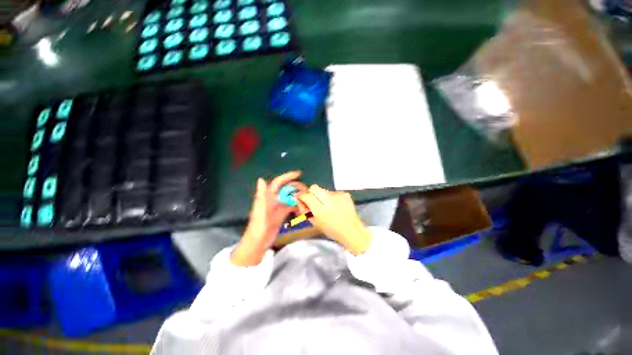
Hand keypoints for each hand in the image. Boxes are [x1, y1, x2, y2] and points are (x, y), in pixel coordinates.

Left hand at [230, 171, 305, 266]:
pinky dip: (297, 206)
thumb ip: (261, 195)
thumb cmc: (257, 226)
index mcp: (267, 197)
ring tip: (307, 198)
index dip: (287, 176)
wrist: (258, 242)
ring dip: (298, 197)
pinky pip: (291, 207)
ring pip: (290, 198)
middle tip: (306, 190)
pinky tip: (303, 208)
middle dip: (296, 188)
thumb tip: (261, 179)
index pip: (278, 183)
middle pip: (286, 190)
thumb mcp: (259, 210)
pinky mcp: (281, 215)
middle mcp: (273, 200)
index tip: (299, 174)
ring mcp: (278, 207)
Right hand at [297, 185, 372, 254]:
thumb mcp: (315, 222)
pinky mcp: (344, 193)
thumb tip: (301, 202)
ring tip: (327, 206)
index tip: (301, 199)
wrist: (351, 230)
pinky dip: (331, 198)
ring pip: (324, 190)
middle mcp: (327, 197)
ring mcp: (337, 194)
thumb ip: (306, 211)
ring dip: (322, 196)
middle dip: (311, 193)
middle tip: (312, 201)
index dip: (301, 196)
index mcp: (318, 207)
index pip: (305, 195)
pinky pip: (333, 193)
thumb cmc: (331, 230)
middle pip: (314, 187)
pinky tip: (335, 206)